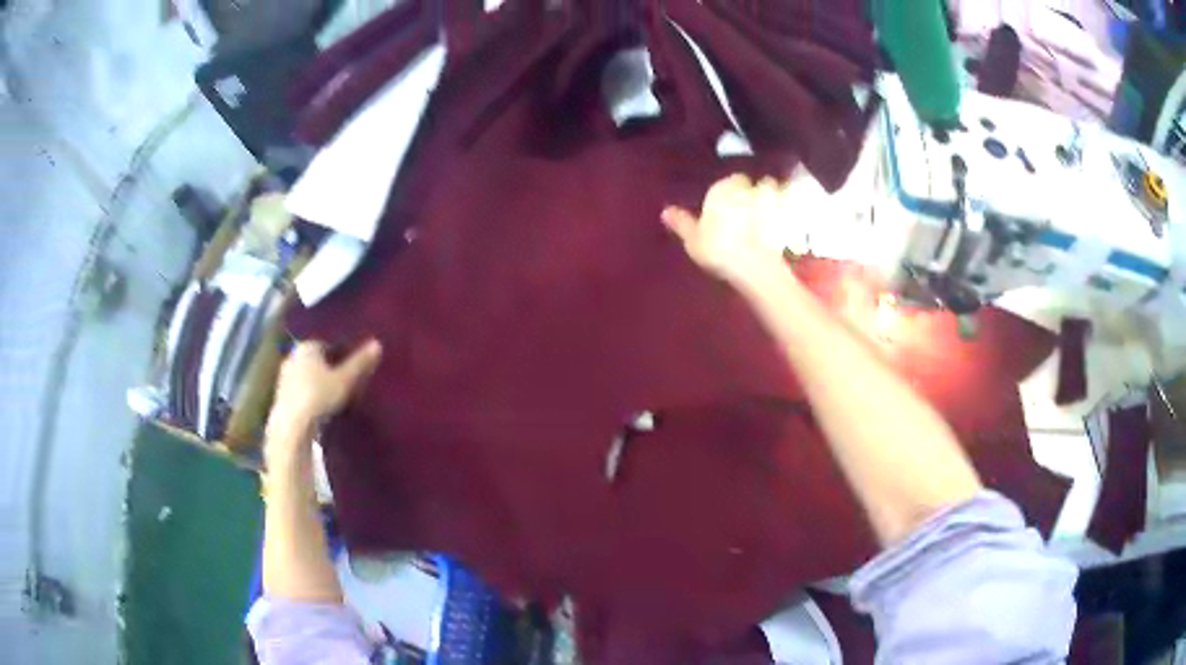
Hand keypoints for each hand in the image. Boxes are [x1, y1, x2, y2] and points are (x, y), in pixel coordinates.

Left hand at [265, 339, 382, 457]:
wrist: (291, 426)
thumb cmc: (318, 396)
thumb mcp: (345, 380)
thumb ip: (360, 363)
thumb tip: (377, 344)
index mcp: (307, 346)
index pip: (327, 344)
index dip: (341, 355)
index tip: (352, 368)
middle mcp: (292, 356)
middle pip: (316, 360)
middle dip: (329, 369)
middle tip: (346, 383)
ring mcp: (284, 377)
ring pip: (307, 376)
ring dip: (319, 384)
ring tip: (336, 399)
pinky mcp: (281, 396)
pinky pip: (301, 391)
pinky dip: (310, 397)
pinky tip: (321, 411)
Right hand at [661, 174, 790, 287]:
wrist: (754, 265)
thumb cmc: (718, 248)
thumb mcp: (693, 238)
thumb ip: (682, 222)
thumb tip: (665, 210)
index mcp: (722, 187)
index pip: (730, 179)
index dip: (730, 189)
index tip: (728, 200)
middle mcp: (747, 187)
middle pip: (752, 184)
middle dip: (751, 191)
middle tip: (746, 207)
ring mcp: (770, 201)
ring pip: (771, 193)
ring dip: (769, 199)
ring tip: (765, 214)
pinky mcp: (786, 218)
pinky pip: (783, 211)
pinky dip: (781, 215)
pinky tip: (777, 227)